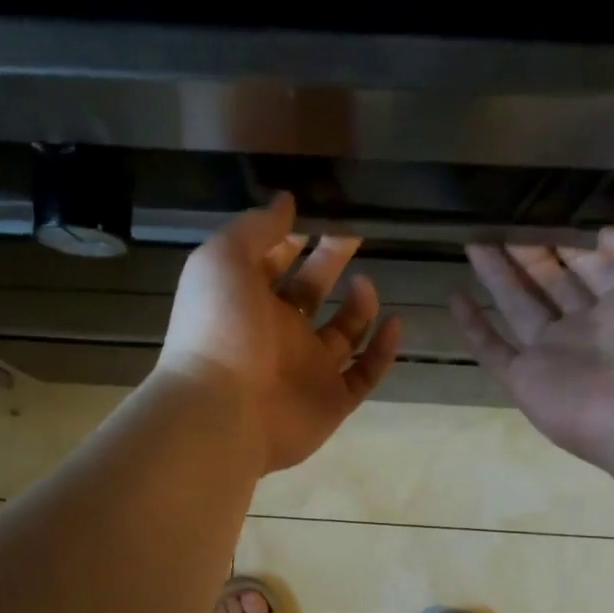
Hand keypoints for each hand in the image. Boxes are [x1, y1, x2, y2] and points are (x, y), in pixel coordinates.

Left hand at [159, 194, 402, 472]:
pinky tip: (395, 322)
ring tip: (365, 282)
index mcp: (247, 300)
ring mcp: (307, 370)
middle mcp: (277, 334)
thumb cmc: (218, 328)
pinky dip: (382, 351)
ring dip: (358, 306)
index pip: (274, 263)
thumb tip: (286, 201)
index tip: (322, 213)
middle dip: (331, 261)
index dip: (294, 238)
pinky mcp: (332, 402)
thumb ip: (255, 227)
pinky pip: (364, 375)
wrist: (222, 412)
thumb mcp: (224, 259)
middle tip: (355, 234)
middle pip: (311, 292)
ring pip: (342, 334)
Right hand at [451, 224, 613, 476]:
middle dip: (532, 255)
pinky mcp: (525, 381)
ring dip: (498, 276)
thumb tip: (601, 237)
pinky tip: (454, 297)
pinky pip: (492, 349)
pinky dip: (472, 326)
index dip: (575, 242)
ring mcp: (556, 355)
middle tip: (504, 227)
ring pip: (519, 307)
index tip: (549, 217)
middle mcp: (592, 327)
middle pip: (555, 283)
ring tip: (474, 243)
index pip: (598, 265)